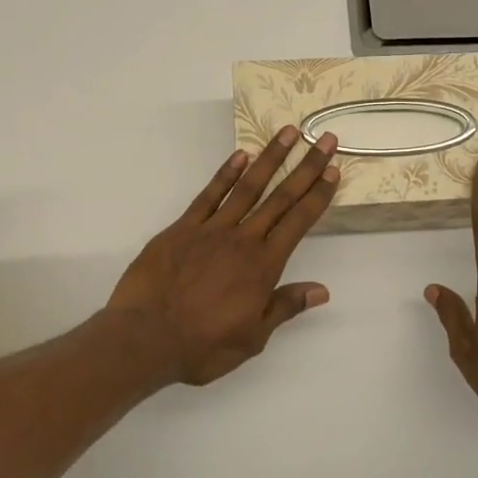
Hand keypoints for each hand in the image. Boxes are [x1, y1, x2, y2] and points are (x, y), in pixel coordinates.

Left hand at [108, 127, 340, 385]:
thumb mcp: (252, 338)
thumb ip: (285, 307)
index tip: (333, 169)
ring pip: (248, 187)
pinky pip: (208, 194)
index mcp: (264, 266)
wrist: (144, 337)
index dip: (318, 194)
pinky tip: (240, 156)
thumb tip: (321, 290)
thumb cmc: (202, 345)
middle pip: (281, 197)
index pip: (299, 221)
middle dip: (306, 167)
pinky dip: (225, 174)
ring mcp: (211, 229)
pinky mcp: (182, 228)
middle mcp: (243, 239)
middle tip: (324, 138)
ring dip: (270, 159)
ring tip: (288, 133)